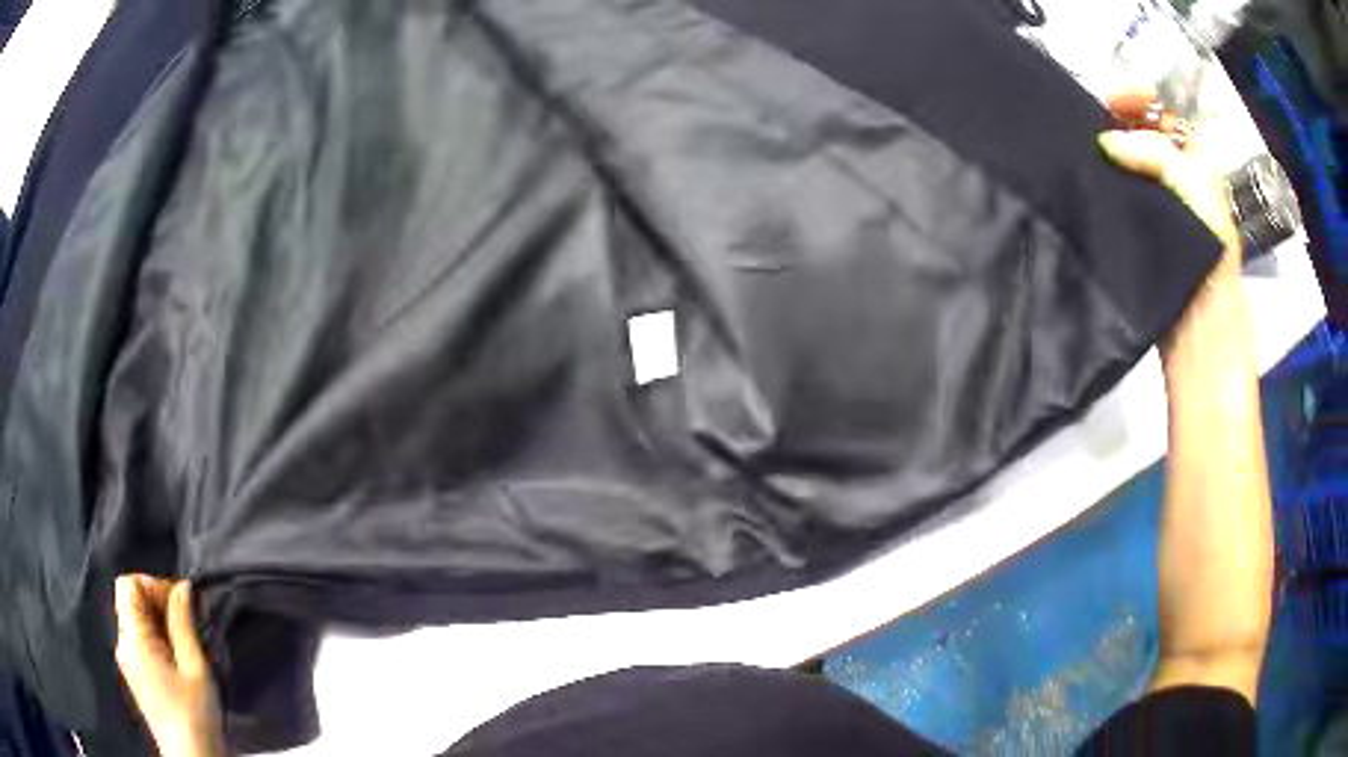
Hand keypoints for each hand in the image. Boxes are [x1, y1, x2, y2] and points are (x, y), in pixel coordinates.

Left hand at [114, 576, 225, 756]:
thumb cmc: (194, 715)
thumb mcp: (195, 668)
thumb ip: (183, 623)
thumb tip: (182, 586)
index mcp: (132, 638)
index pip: (127, 584)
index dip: (152, 585)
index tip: (179, 606)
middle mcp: (122, 643)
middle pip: (130, 601)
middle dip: (157, 604)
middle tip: (187, 626)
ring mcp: (126, 661)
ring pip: (135, 621)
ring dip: (158, 623)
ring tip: (185, 646)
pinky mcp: (134, 675)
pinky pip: (138, 640)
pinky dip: (155, 640)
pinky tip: (176, 662)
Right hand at [1097, 89, 1244, 358]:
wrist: (1198, 315)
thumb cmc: (1206, 245)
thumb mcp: (1189, 181)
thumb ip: (1150, 149)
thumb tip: (1104, 141)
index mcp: (1196, 155)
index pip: (1165, 108)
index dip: (1141, 96)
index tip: (1112, 98)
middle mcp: (1179, 170)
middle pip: (1144, 127)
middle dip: (1119, 118)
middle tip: (1095, 119)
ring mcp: (1160, 196)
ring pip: (1130, 156)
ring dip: (1110, 147)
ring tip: (1088, 144)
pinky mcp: (1141, 220)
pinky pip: (1121, 186)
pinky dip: (1106, 176)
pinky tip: (1090, 173)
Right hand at [1099, 90, 1270, 703]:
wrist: (1213, 594)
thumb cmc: (1217, 527)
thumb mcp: (1220, 414)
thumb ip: (1204, 313)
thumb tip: (1174, 232)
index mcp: (1224, 312)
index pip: (1201, 191)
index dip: (1159, 147)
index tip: (1105, 139)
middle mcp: (1215, 306)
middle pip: (1192, 193)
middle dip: (1151, 136)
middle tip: (1090, 117)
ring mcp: (1196, 334)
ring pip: (1174, 228)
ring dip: (1137, 178)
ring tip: (1081, 158)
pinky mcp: (1180, 366)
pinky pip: (1161, 275)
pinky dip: (1133, 236)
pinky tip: (1095, 236)